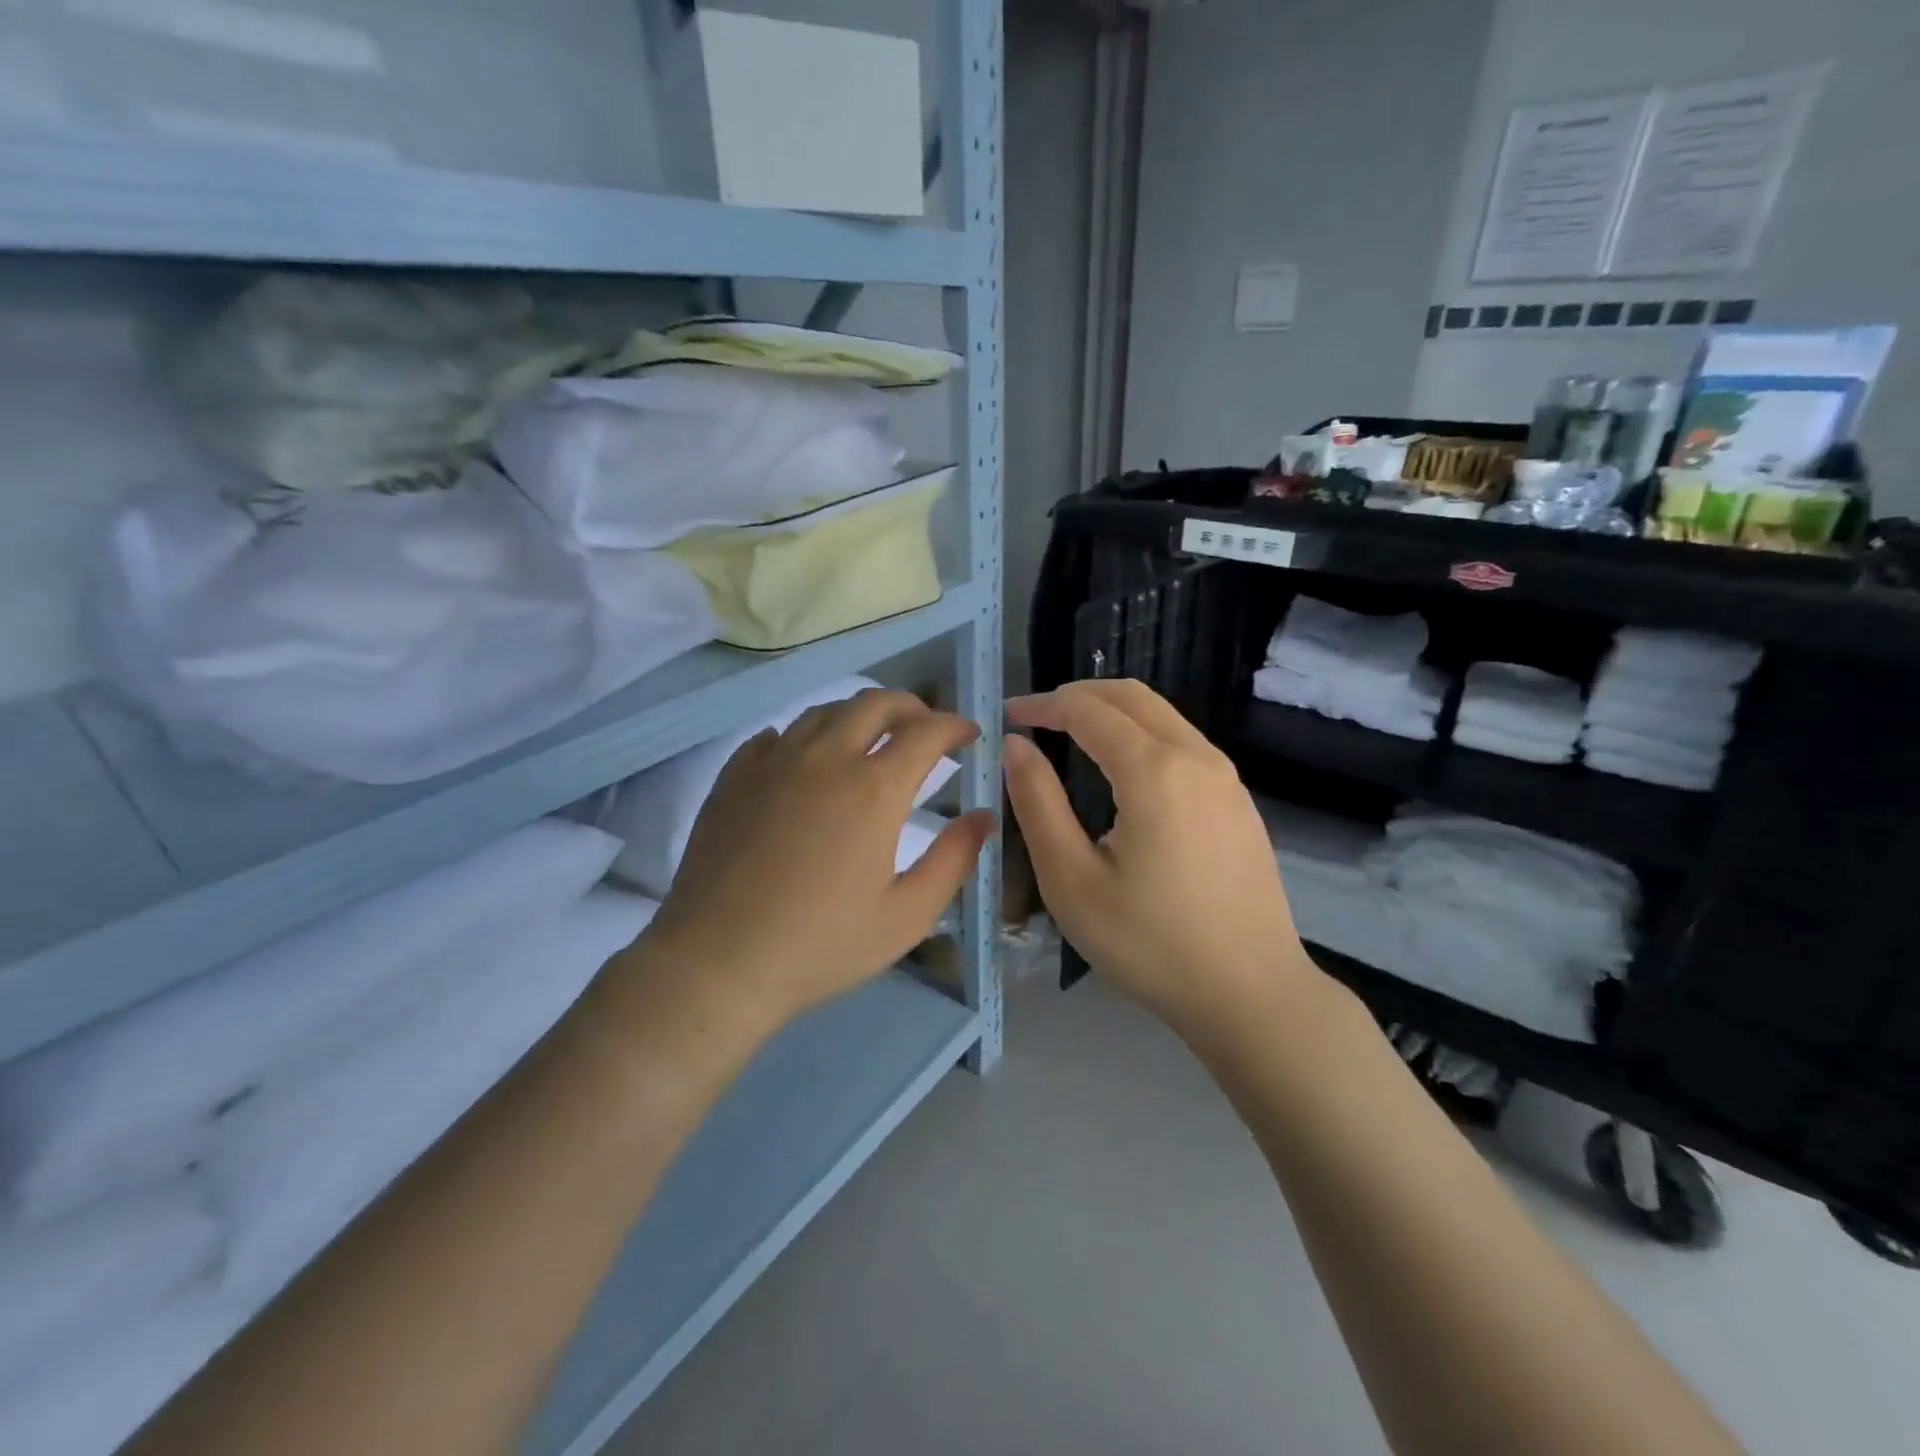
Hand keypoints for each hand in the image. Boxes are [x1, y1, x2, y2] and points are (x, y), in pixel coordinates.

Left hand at [634, 689, 993, 1033]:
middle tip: (925, 730)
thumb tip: (984, 817)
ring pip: (825, 711)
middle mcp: (826, 758)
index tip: (970, 735)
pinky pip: (777, 735)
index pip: (926, 732)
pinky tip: (808, 761)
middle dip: (912, 707)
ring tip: (871, 741)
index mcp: (874, 789)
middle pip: (875, 703)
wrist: (717, 962)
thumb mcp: (906, 916)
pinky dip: (806, 737)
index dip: (955, 726)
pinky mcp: (734, 775)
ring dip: (859, 715)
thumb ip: (953, 860)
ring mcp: (774, 761)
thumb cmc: (820, 945)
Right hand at [1003, 680, 1314, 1041]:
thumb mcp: (1072, 880)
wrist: (1253, 994)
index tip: (1008, 717)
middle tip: (1037, 717)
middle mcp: (1197, 757)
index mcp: (1154, 770)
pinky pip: (1184, 744)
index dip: (1043, 705)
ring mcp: (1227, 778)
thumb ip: (1037, 803)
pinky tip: (1123, 774)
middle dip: (1078, 695)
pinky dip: (1142, 736)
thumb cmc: (1150, 943)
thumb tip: (1017, 746)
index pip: (1088, 710)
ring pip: (1163, 716)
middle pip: (1131, 696)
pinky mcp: (1240, 802)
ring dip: (1112, 713)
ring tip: (1071, 738)